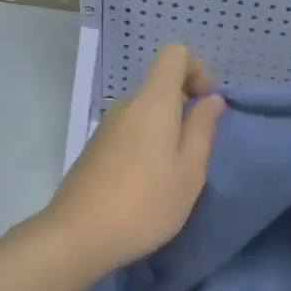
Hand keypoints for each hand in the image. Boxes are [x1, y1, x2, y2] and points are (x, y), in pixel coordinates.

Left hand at [39, 43, 226, 279]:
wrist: (78, 236)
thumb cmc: (145, 203)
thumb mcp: (190, 170)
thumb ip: (203, 129)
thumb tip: (212, 99)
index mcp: (152, 101)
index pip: (175, 54)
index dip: (197, 69)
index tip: (207, 104)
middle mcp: (126, 105)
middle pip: (160, 84)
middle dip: (185, 104)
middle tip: (198, 148)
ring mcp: (106, 128)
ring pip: (144, 111)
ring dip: (166, 128)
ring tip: (174, 171)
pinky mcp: (95, 150)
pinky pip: (129, 132)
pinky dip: (146, 144)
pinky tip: (148, 183)